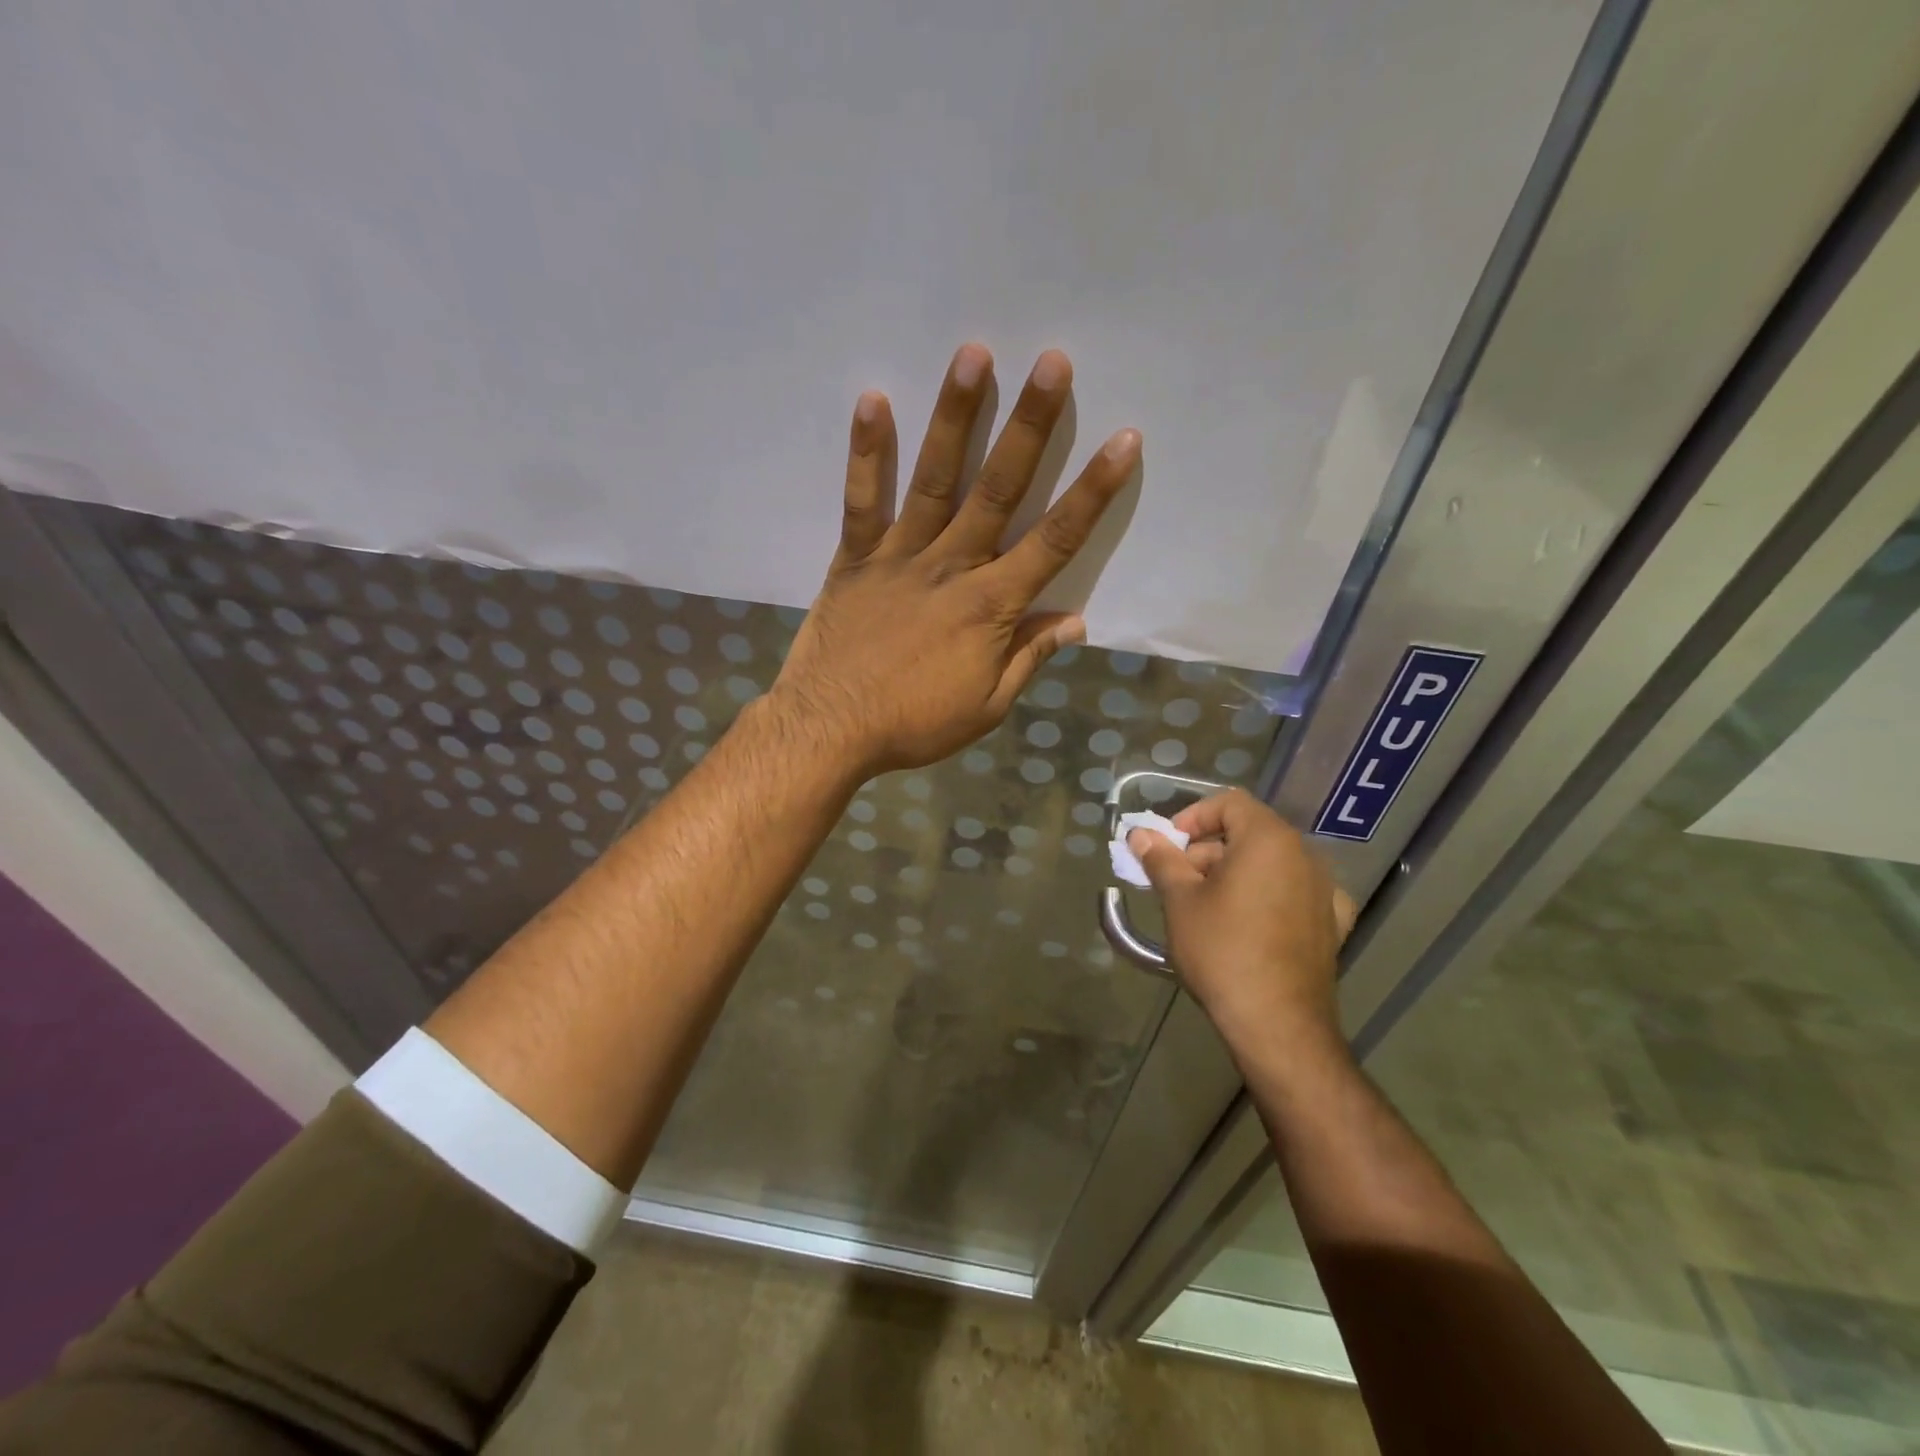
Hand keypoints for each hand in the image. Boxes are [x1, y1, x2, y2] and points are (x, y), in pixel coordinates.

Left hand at [770, 342, 1141, 775]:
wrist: (832, 729)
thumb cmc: (915, 723)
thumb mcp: (987, 705)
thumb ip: (1029, 656)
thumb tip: (1075, 619)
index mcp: (991, 606)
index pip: (1055, 541)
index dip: (1093, 491)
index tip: (1124, 441)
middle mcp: (951, 567)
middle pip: (999, 490)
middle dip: (1031, 426)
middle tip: (1053, 362)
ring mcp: (899, 556)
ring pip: (935, 480)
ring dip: (956, 417)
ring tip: (974, 355)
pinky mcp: (854, 558)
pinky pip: (862, 501)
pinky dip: (867, 453)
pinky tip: (873, 400)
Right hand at [1128, 790, 1358, 1052]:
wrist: (1277, 1024)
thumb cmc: (1222, 950)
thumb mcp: (1180, 901)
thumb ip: (1161, 859)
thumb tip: (1140, 835)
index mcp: (1269, 840)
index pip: (1229, 802)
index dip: (1193, 816)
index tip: (1168, 846)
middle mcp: (1305, 856)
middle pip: (1249, 834)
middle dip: (1207, 850)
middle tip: (1177, 882)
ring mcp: (1325, 892)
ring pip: (1271, 864)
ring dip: (1235, 874)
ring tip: (1205, 908)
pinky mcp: (1333, 925)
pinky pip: (1294, 894)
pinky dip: (1268, 897)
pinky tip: (1250, 923)